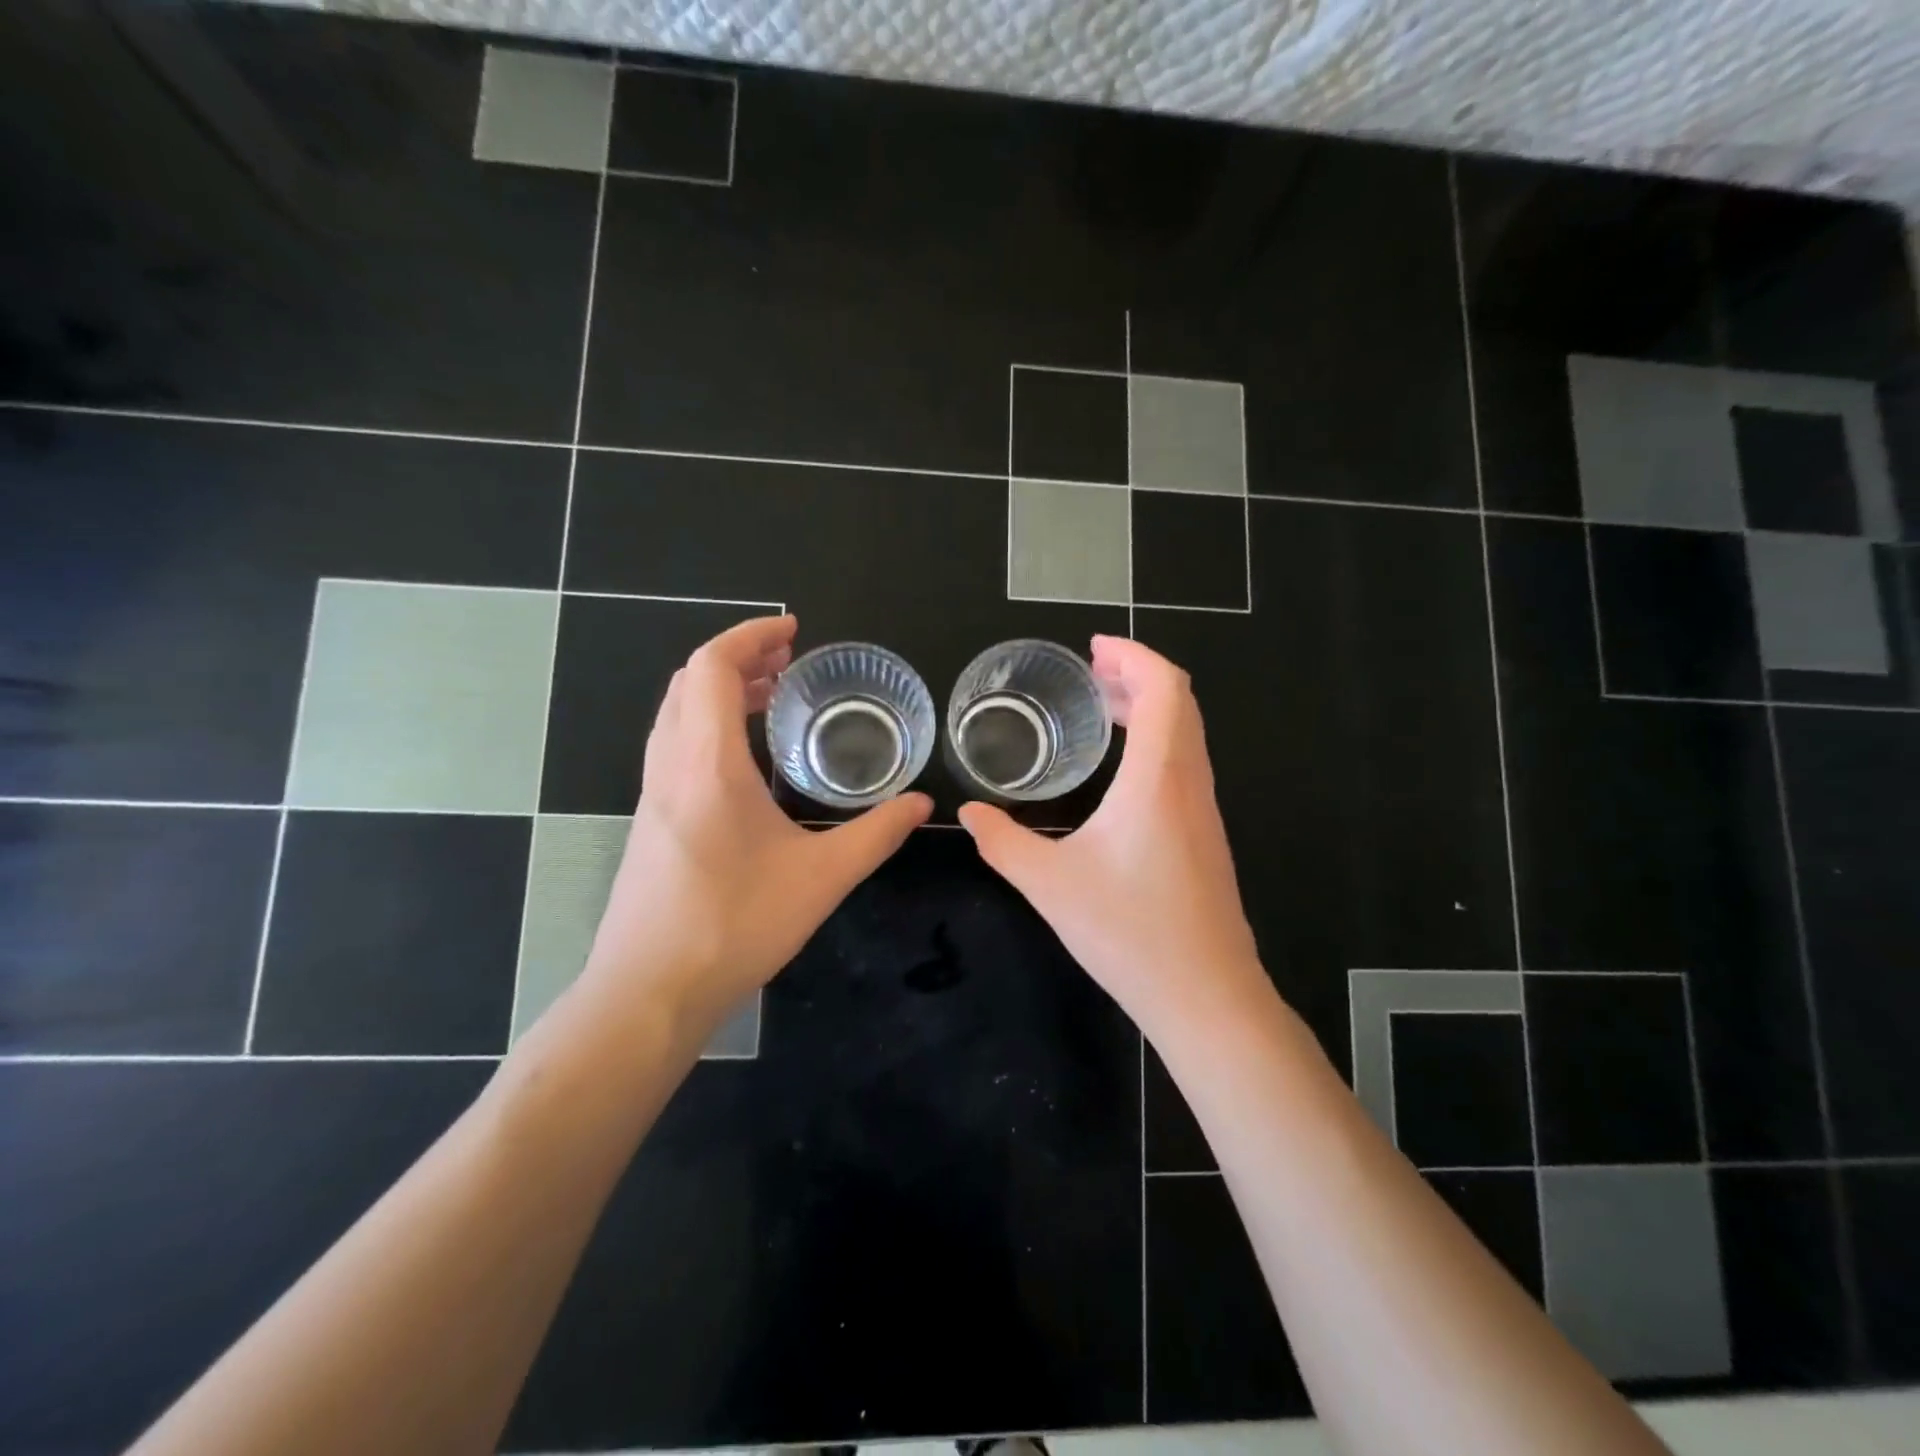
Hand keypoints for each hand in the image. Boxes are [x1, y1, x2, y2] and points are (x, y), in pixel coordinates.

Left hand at [579, 615, 929, 1032]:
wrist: (649, 992)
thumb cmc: (736, 925)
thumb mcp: (823, 877)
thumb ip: (877, 834)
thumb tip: (922, 804)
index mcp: (707, 762)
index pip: (713, 667)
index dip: (751, 636)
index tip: (794, 632)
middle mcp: (670, 765)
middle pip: (690, 681)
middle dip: (740, 658)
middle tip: (791, 663)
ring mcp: (652, 793)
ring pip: (676, 712)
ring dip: (720, 690)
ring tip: (772, 698)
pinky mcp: (650, 820)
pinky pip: (673, 744)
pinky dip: (707, 723)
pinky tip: (745, 759)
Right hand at [958, 636, 1267, 1040]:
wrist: (1206, 995)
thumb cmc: (1129, 932)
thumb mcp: (1049, 884)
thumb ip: (1003, 843)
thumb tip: (970, 814)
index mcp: (1158, 777)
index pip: (1164, 687)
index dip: (1133, 655)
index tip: (1093, 649)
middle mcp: (1189, 782)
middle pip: (1180, 701)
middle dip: (1137, 675)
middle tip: (1090, 676)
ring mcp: (1204, 810)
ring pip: (1187, 733)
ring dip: (1150, 709)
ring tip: (1102, 711)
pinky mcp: (1206, 836)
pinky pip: (1186, 763)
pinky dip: (1157, 741)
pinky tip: (1122, 771)